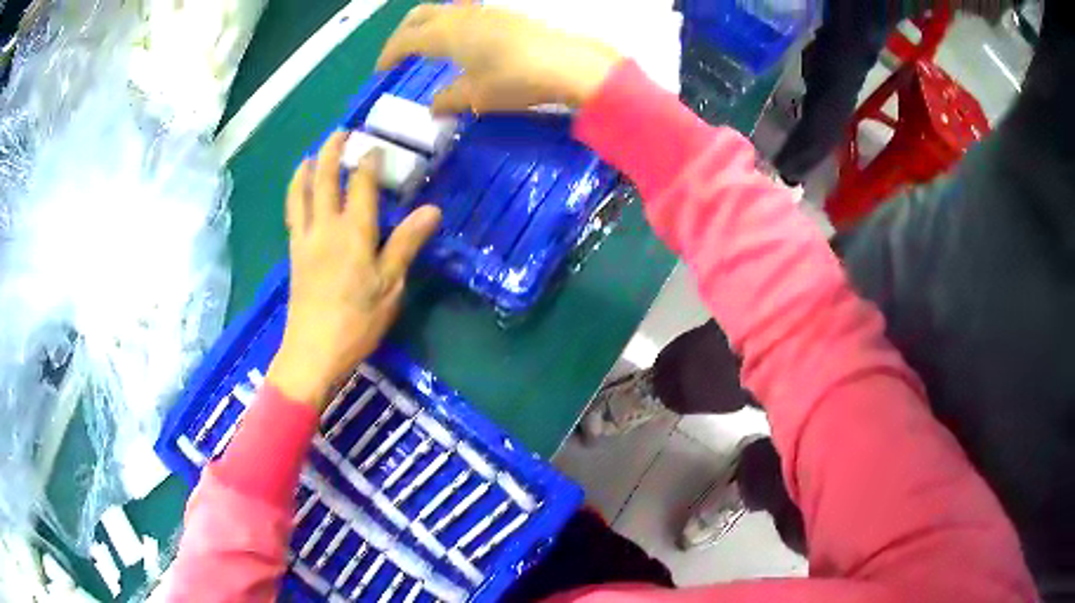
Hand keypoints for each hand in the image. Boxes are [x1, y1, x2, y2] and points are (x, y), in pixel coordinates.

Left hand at [267, 132, 441, 409]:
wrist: (313, 352)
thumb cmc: (357, 321)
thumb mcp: (390, 285)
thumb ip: (406, 244)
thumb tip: (431, 210)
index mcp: (354, 232)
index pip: (362, 185)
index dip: (370, 162)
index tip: (376, 145)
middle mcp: (325, 228)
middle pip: (326, 180)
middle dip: (333, 151)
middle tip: (341, 132)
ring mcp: (305, 240)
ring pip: (302, 194)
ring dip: (307, 170)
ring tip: (312, 155)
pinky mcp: (294, 255)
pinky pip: (293, 214)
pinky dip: (296, 194)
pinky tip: (299, 194)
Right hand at [376, 3, 620, 114]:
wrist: (569, 64)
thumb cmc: (516, 79)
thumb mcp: (476, 96)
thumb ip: (447, 100)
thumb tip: (433, 108)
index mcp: (444, 33)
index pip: (404, 40)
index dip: (388, 56)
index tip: (380, 72)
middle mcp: (460, 15)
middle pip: (419, 15)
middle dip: (402, 34)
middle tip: (397, 56)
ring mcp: (484, 11)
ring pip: (443, 11)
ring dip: (427, 27)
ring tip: (427, 51)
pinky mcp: (504, 15)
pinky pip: (465, 15)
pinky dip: (450, 27)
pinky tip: (461, 46)